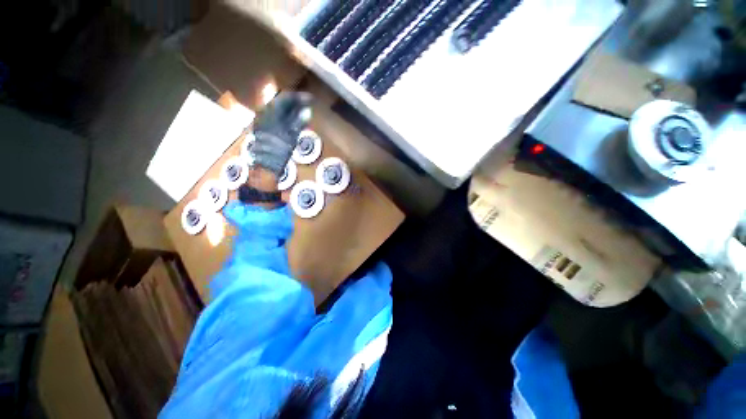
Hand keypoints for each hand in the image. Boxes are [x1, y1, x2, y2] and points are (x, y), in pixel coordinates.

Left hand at [250, 92, 312, 176]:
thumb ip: (299, 122)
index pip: (286, 98)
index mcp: (270, 112)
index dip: (299, 97)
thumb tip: (307, 111)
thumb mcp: (292, 136)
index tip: (311, 99)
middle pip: (281, 102)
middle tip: (307, 104)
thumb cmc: (279, 151)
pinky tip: (292, 120)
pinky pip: (275, 116)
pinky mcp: (263, 128)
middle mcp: (264, 112)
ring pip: (278, 109)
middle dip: (295, 102)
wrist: (265, 164)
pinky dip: (285, 116)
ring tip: (302, 111)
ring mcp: (262, 120)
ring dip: (290, 109)